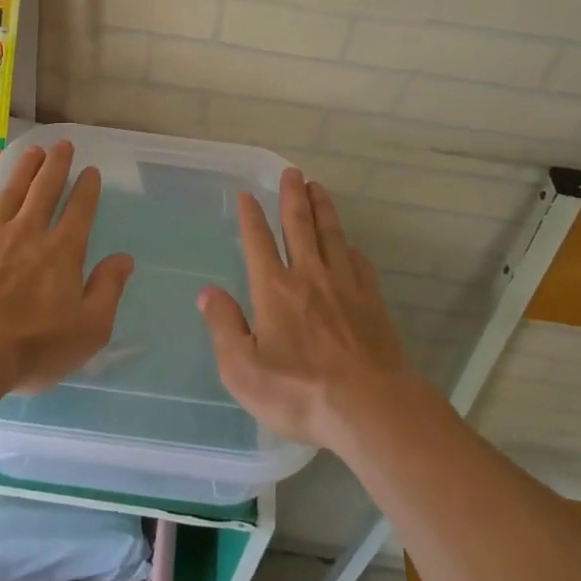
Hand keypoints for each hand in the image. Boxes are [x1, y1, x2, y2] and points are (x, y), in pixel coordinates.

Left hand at [0, 140, 134, 395]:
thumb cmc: (34, 346)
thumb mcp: (89, 328)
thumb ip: (108, 290)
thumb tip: (125, 258)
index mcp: (63, 251)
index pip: (80, 210)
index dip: (87, 188)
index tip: (91, 170)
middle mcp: (28, 232)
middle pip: (44, 190)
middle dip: (56, 165)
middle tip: (62, 145)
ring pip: (10, 192)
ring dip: (23, 169)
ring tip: (32, 151)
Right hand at [199, 169, 416, 452]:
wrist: (370, 408)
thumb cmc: (299, 392)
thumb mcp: (243, 370)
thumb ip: (223, 327)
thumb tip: (207, 293)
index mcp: (274, 289)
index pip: (258, 241)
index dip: (250, 216)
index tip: (246, 194)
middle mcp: (309, 277)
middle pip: (299, 226)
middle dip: (293, 197)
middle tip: (293, 172)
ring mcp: (345, 287)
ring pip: (332, 236)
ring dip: (323, 210)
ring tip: (318, 188)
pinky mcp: (373, 303)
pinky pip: (360, 266)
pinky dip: (352, 250)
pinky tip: (351, 247)